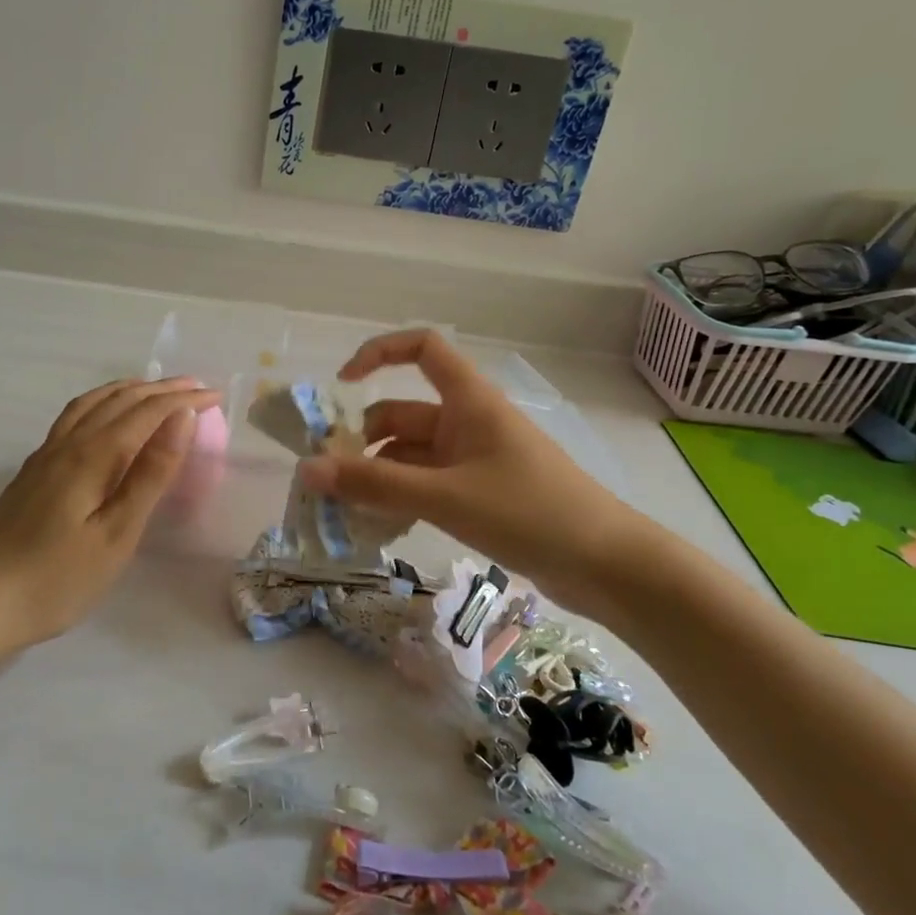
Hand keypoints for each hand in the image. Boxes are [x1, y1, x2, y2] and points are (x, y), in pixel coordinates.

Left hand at [0, 377, 221, 646]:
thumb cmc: (57, 578)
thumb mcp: (117, 533)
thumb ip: (150, 474)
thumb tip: (181, 419)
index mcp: (93, 455)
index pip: (147, 412)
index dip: (183, 401)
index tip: (216, 396)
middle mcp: (68, 443)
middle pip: (120, 400)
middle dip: (162, 389)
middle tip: (197, 388)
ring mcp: (45, 455)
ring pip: (92, 403)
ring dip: (129, 390)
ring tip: (156, 390)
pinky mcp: (32, 471)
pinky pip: (74, 417)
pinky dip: (102, 403)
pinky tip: (103, 418)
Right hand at [296, 330, 640, 615]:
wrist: (607, 565)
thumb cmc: (529, 512)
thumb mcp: (445, 497)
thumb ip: (374, 485)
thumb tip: (307, 470)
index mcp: (469, 401)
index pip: (422, 349)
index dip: (379, 353)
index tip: (342, 385)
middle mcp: (469, 422)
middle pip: (403, 414)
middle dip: (363, 442)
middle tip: (328, 481)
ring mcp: (476, 460)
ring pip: (412, 455)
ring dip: (379, 477)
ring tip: (346, 512)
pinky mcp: (482, 494)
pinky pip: (428, 484)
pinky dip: (402, 498)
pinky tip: (381, 527)